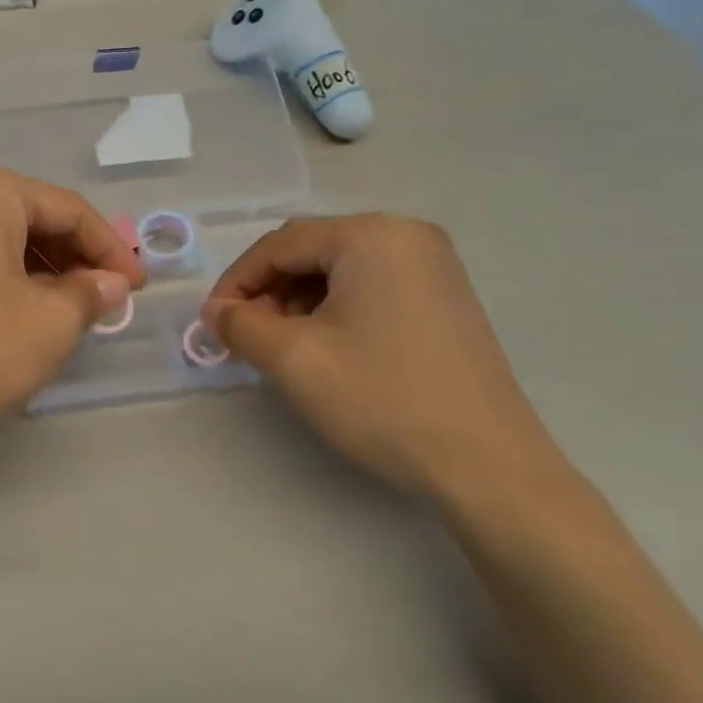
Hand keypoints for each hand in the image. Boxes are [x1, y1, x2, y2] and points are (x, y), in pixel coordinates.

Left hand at [0, 165, 144, 479]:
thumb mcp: (49, 323)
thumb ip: (91, 293)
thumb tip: (109, 284)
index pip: (67, 209)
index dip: (111, 249)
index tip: (137, 288)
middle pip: (30, 218)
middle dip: (73, 259)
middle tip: (104, 300)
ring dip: (40, 271)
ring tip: (68, 312)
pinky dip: (3, 279)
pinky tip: (20, 314)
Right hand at [202, 215, 567, 511]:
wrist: (489, 468)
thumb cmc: (382, 400)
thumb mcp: (293, 360)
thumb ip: (240, 325)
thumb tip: (216, 312)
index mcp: (372, 235)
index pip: (280, 244)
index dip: (237, 281)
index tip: (213, 322)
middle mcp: (407, 235)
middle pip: (311, 252)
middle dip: (270, 292)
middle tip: (247, 336)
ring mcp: (433, 266)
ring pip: (340, 270)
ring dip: (299, 302)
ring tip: (282, 347)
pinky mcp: (445, 298)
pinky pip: (370, 286)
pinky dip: (335, 309)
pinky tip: (325, 347)